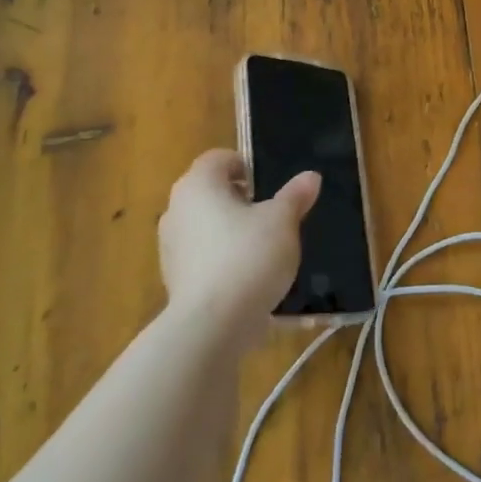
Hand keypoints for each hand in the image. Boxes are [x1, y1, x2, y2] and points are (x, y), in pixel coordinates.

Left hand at [159, 149, 319, 335]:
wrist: (214, 323)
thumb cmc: (249, 255)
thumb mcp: (283, 221)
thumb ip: (295, 196)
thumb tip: (310, 177)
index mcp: (198, 185)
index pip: (219, 158)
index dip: (246, 165)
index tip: (271, 185)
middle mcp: (176, 210)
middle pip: (211, 192)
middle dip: (241, 200)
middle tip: (273, 214)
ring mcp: (171, 246)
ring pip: (206, 226)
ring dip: (232, 230)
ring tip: (265, 248)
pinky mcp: (174, 278)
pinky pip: (204, 257)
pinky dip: (224, 259)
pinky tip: (250, 276)